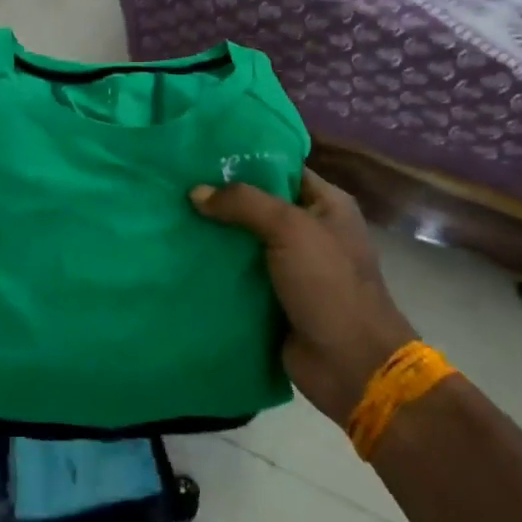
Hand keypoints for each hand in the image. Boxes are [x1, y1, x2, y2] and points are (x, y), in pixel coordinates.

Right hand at [191, 168, 416, 423]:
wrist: (351, 367)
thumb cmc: (330, 286)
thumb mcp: (291, 230)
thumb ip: (243, 203)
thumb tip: (195, 192)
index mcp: (326, 204)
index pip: (280, 168)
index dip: (243, 160)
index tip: (199, 155)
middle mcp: (309, 230)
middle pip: (256, 204)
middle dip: (219, 198)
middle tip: (175, 185)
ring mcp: (290, 266)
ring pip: (242, 240)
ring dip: (212, 235)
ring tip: (169, 217)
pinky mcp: (272, 298)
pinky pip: (237, 274)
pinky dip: (214, 268)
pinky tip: (179, 256)